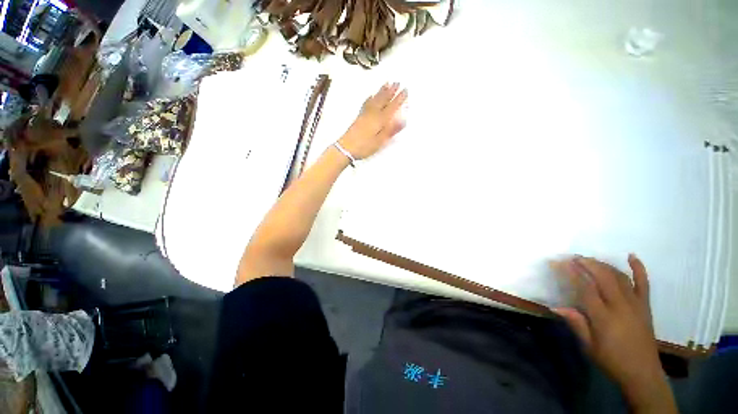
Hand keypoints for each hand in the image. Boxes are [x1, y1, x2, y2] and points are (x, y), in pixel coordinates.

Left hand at [338, 83, 406, 159]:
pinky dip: (370, 98)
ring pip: (375, 100)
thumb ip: (390, 130)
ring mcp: (365, 114)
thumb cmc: (364, 146)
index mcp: (380, 120)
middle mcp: (373, 114)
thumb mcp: (380, 141)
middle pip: (383, 100)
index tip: (405, 90)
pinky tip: (371, 95)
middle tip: (397, 82)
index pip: (392, 107)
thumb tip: (403, 120)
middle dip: (391, 91)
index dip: (399, 99)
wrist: (346, 148)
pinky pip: (366, 104)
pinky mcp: (359, 117)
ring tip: (386, 83)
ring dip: (381, 91)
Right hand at [553, 255, 676, 412]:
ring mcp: (636, 304)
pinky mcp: (645, 306)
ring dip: (603, 265)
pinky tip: (632, 256)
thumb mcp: (589, 346)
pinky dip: (639, 268)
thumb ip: (576, 324)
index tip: (558, 263)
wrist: (643, 374)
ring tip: (589, 259)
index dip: (571, 273)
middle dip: (587, 263)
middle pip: (603, 277)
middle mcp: (621, 306)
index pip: (585, 288)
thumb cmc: (612, 361)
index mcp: (604, 317)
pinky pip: (644, 283)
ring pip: (619, 277)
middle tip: (572, 257)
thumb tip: (556, 307)